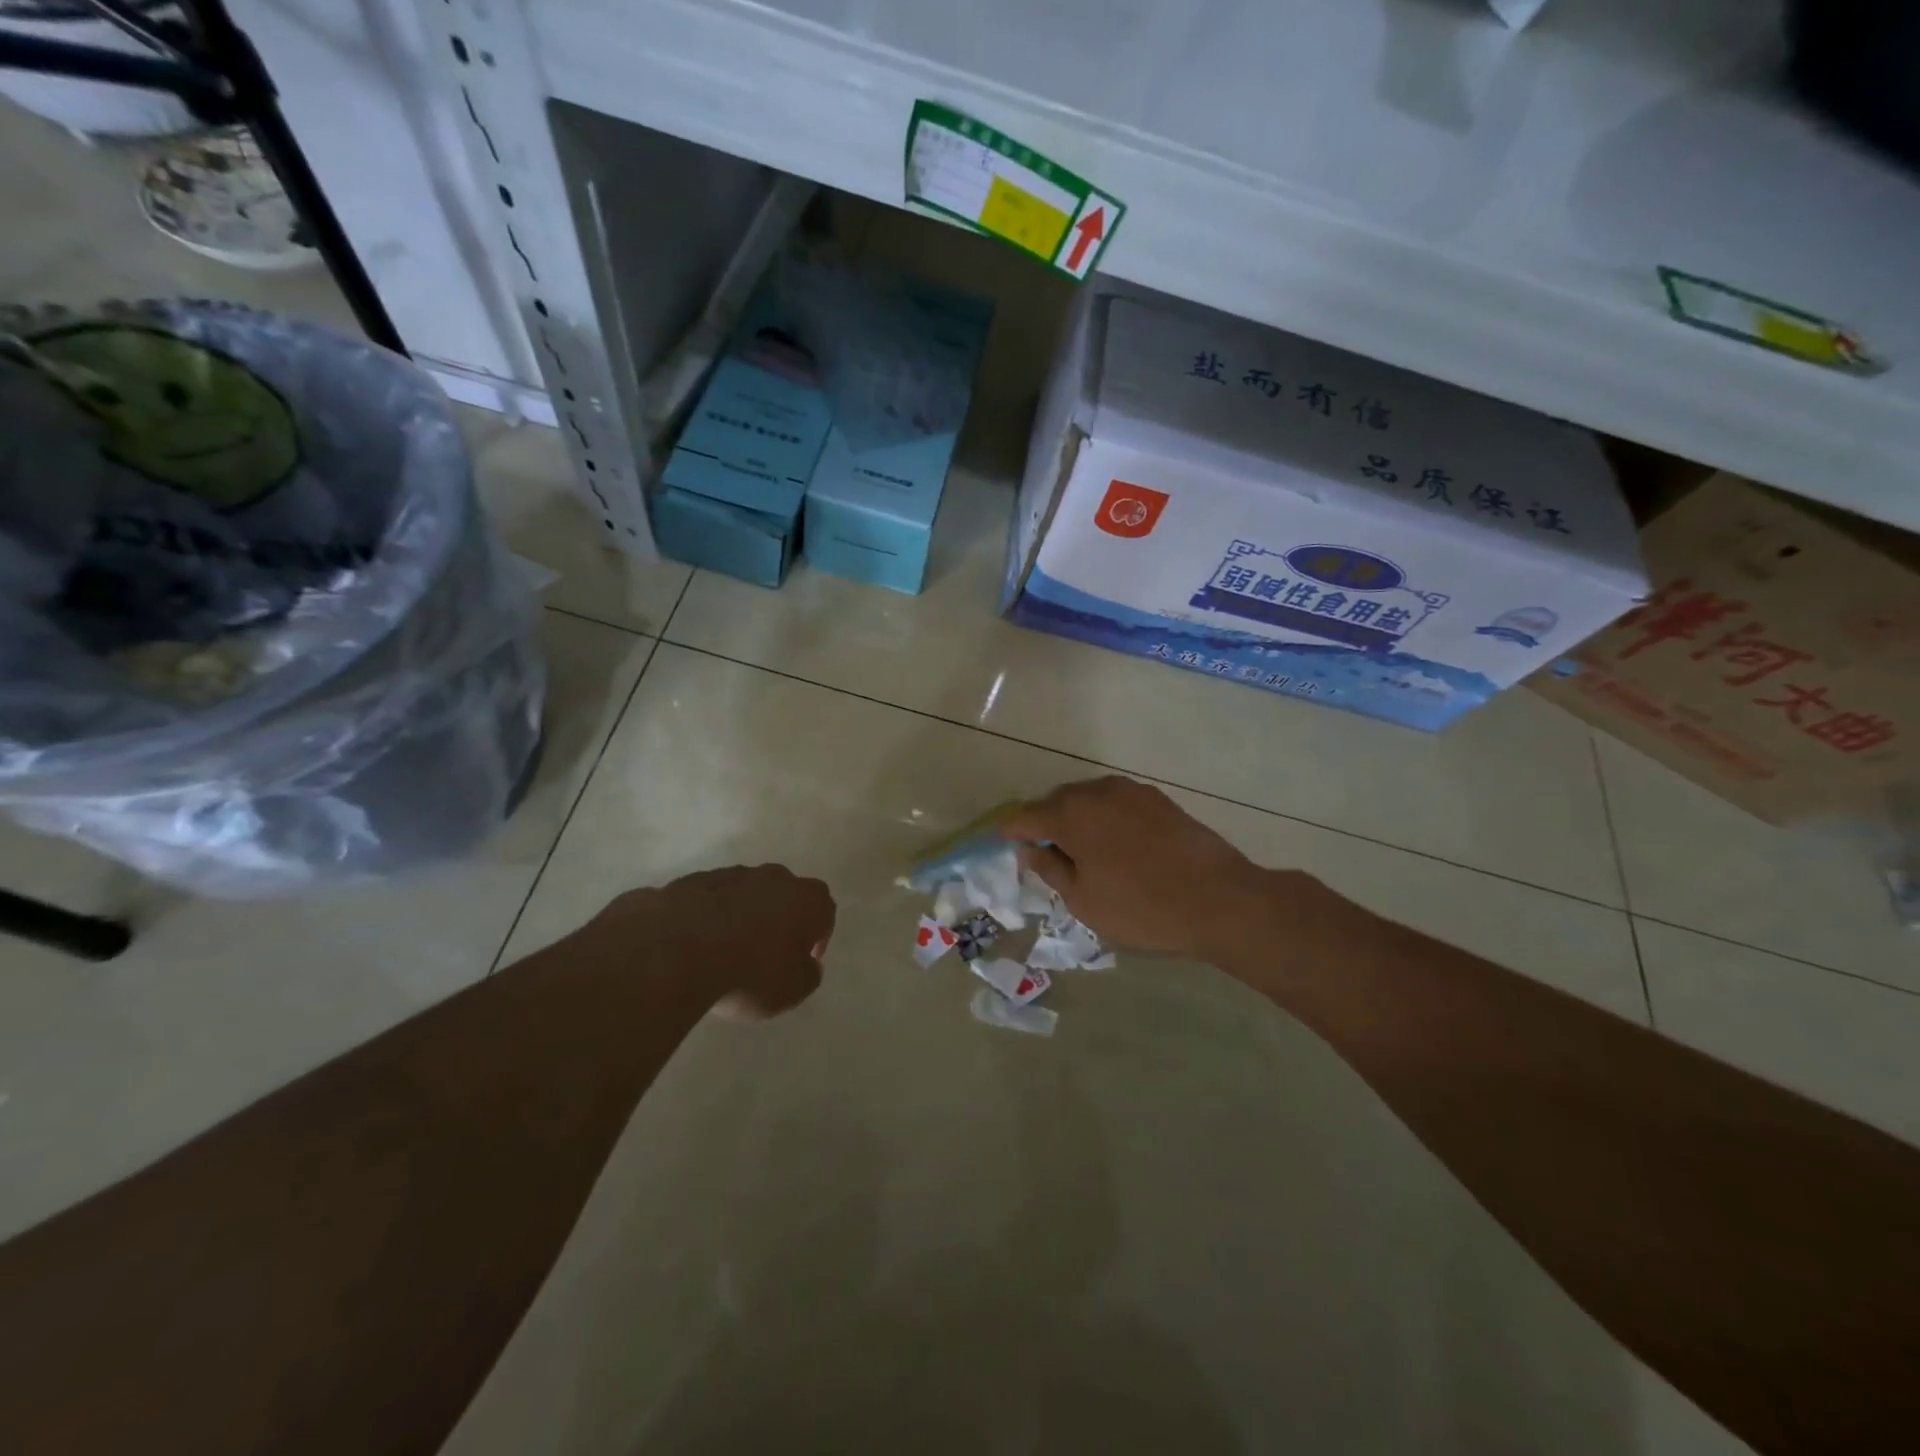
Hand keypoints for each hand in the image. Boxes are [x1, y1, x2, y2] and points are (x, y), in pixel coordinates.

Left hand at [598, 865, 835, 1019]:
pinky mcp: (695, 880)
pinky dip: (711, 917)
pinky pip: (712, 900)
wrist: (680, 949)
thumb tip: (808, 965)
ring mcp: (733, 874)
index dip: (817, 939)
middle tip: (767, 954)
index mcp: (808, 899)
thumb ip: (808, 975)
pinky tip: (697, 945)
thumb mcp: (793, 989)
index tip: (803, 962)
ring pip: (747, 895)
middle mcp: (776, 878)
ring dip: (743, 917)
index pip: (825, 913)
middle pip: (786, 897)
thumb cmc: (751, 972)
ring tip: (726, 952)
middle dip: (780, 921)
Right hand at [1001, 776, 1285, 960]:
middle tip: (1046, 854)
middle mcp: (1097, 792)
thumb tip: (1029, 849)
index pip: (1026, 817)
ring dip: (1078, 818)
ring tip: (1083, 851)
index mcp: (1070, 815)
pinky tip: (1117, 844)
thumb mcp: (1084, 900)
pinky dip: (1106, 818)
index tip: (1004, 843)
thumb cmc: (1141, 907)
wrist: (1220, 900)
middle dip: (1046, 823)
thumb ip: (1050, 868)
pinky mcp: (1158, 799)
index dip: (1012, 831)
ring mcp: (1131, 791)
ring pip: (1089, 799)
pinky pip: (1117, 803)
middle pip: (1057, 802)